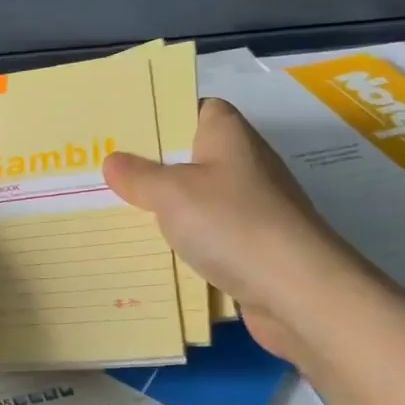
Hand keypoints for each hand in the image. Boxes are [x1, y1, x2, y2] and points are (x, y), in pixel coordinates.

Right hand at [101, 98, 374, 358]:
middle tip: (103, 171)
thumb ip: (138, 175)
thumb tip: (114, 161)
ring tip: (113, 211)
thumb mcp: (170, 192)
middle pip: (191, 157)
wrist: (302, 295)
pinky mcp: (254, 250)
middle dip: (151, 166)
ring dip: (164, 210)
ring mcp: (253, 210)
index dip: (165, 113)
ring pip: (196, 201)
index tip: (126, 127)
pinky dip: (182, 245)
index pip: (198, 108)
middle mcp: (244, 166)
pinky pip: (207, 239)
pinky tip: (148, 253)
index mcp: (229, 136)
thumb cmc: (233, 224)